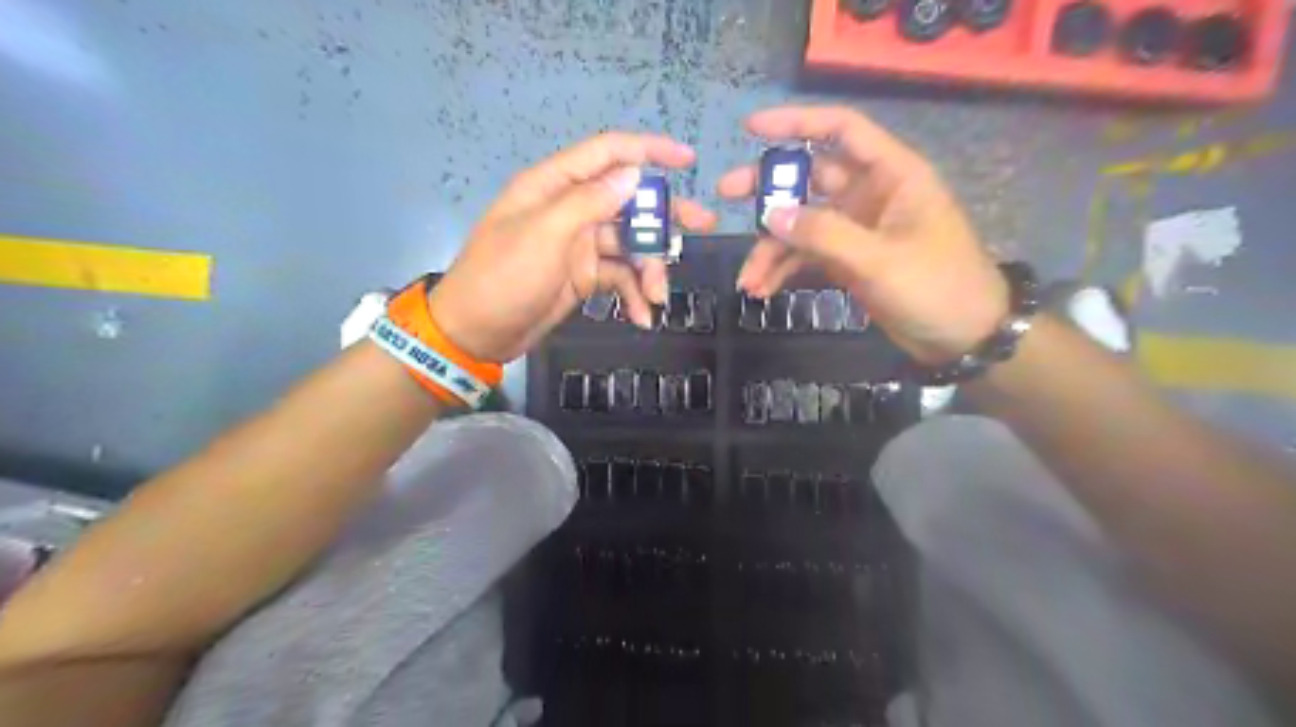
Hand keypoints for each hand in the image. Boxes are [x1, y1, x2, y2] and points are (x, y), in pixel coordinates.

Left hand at [428, 129, 718, 364]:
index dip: (648, 150)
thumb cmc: (502, 277)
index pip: (607, 154)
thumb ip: (589, 203)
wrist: (477, 333)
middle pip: (628, 201)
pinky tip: (643, 316)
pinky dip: (634, 294)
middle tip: (702, 226)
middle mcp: (571, 210)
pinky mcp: (584, 276)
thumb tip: (633, 175)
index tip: (687, 160)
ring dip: (650, 268)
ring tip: (659, 295)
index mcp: (554, 186)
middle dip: (664, 216)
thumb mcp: (544, 235)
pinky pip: (620, 277)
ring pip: (630, 244)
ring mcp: (579, 245)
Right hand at [720, 104, 1010, 362]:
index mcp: (890, 175)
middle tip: (725, 194)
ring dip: (772, 248)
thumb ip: (824, 234)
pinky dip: (784, 271)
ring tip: (747, 279)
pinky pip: (807, 257)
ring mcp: (856, 230)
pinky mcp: (848, 261)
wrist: (964, 337)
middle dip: (768, 189)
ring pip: (801, 225)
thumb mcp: (879, 258)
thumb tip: (770, 214)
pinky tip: (763, 290)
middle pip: (809, 178)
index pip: (842, 130)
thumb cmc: (936, 286)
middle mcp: (869, 195)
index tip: (751, 129)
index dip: (797, 122)